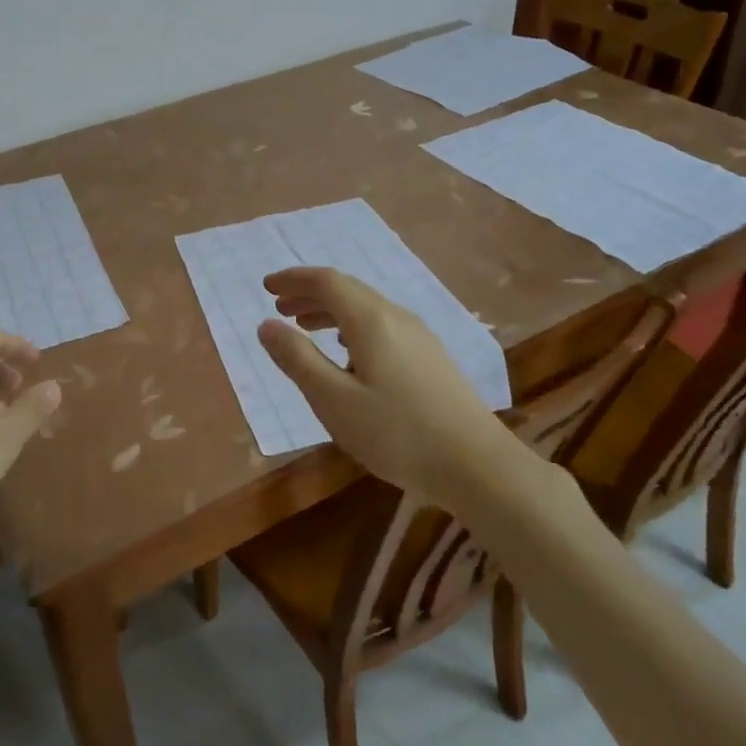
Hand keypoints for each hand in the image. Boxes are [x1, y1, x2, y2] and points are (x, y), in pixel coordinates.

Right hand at [258, 267, 516, 498]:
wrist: (479, 466)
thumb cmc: (398, 434)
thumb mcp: (334, 401)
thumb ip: (298, 360)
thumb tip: (266, 324)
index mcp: (370, 320)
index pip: (326, 281)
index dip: (294, 279)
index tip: (266, 286)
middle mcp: (396, 317)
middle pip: (347, 290)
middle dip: (309, 293)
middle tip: (279, 307)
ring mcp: (419, 337)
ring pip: (366, 308)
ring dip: (331, 311)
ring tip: (306, 328)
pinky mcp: (431, 358)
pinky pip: (382, 325)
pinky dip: (352, 326)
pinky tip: (350, 353)